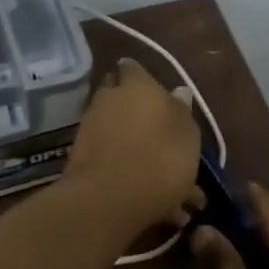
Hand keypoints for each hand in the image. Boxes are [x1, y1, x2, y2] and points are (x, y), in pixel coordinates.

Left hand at [64, 58, 204, 232]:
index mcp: (138, 85)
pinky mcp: (80, 158)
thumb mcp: (188, 134)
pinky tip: (150, 198)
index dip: (142, 78)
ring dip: (136, 148)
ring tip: (163, 180)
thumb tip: (179, 91)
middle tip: (160, 136)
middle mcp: (109, 99)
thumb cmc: (161, 158)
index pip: (133, 68)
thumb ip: (182, 111)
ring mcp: (90, 128)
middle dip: (138, 113)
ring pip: (118, 132)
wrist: (108, 200)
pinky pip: (110, 158)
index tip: (156, 94)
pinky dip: (127, 171)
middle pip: (121, 98)